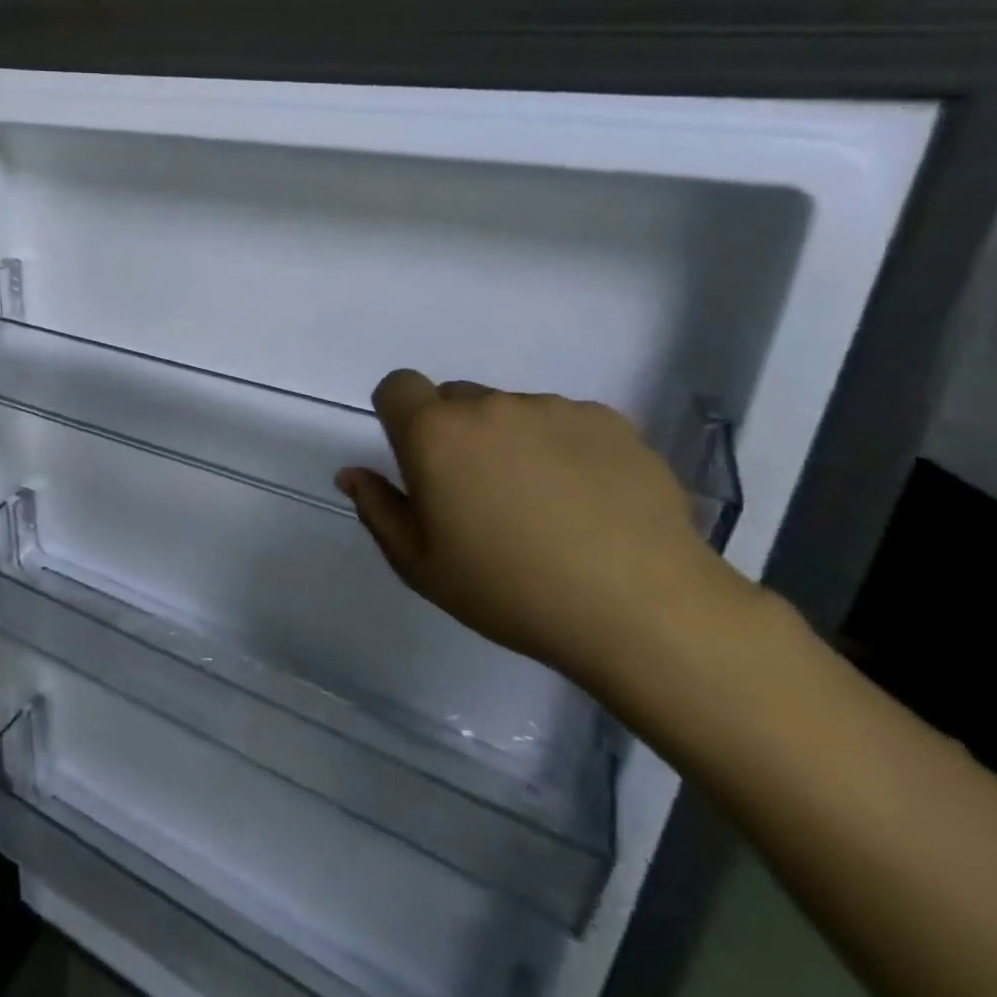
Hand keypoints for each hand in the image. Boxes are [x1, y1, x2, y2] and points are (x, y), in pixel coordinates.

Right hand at [336, 369, 755, 691]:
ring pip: (512, 412)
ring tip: (545, 505)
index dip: (400, 415)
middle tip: (480, 495)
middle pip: (455, 399)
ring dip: (511, 442)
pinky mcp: (610, 422)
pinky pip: (566, 423)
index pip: (397, 386)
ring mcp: (553, 409)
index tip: (417, 460)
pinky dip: (564, 449)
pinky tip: (589, 502)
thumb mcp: (420, 564)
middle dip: (455, 434)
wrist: (643, 610)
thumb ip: (378, 509)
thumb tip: (353, 473)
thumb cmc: (509, 590)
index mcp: (434, 433)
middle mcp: (488, 405)